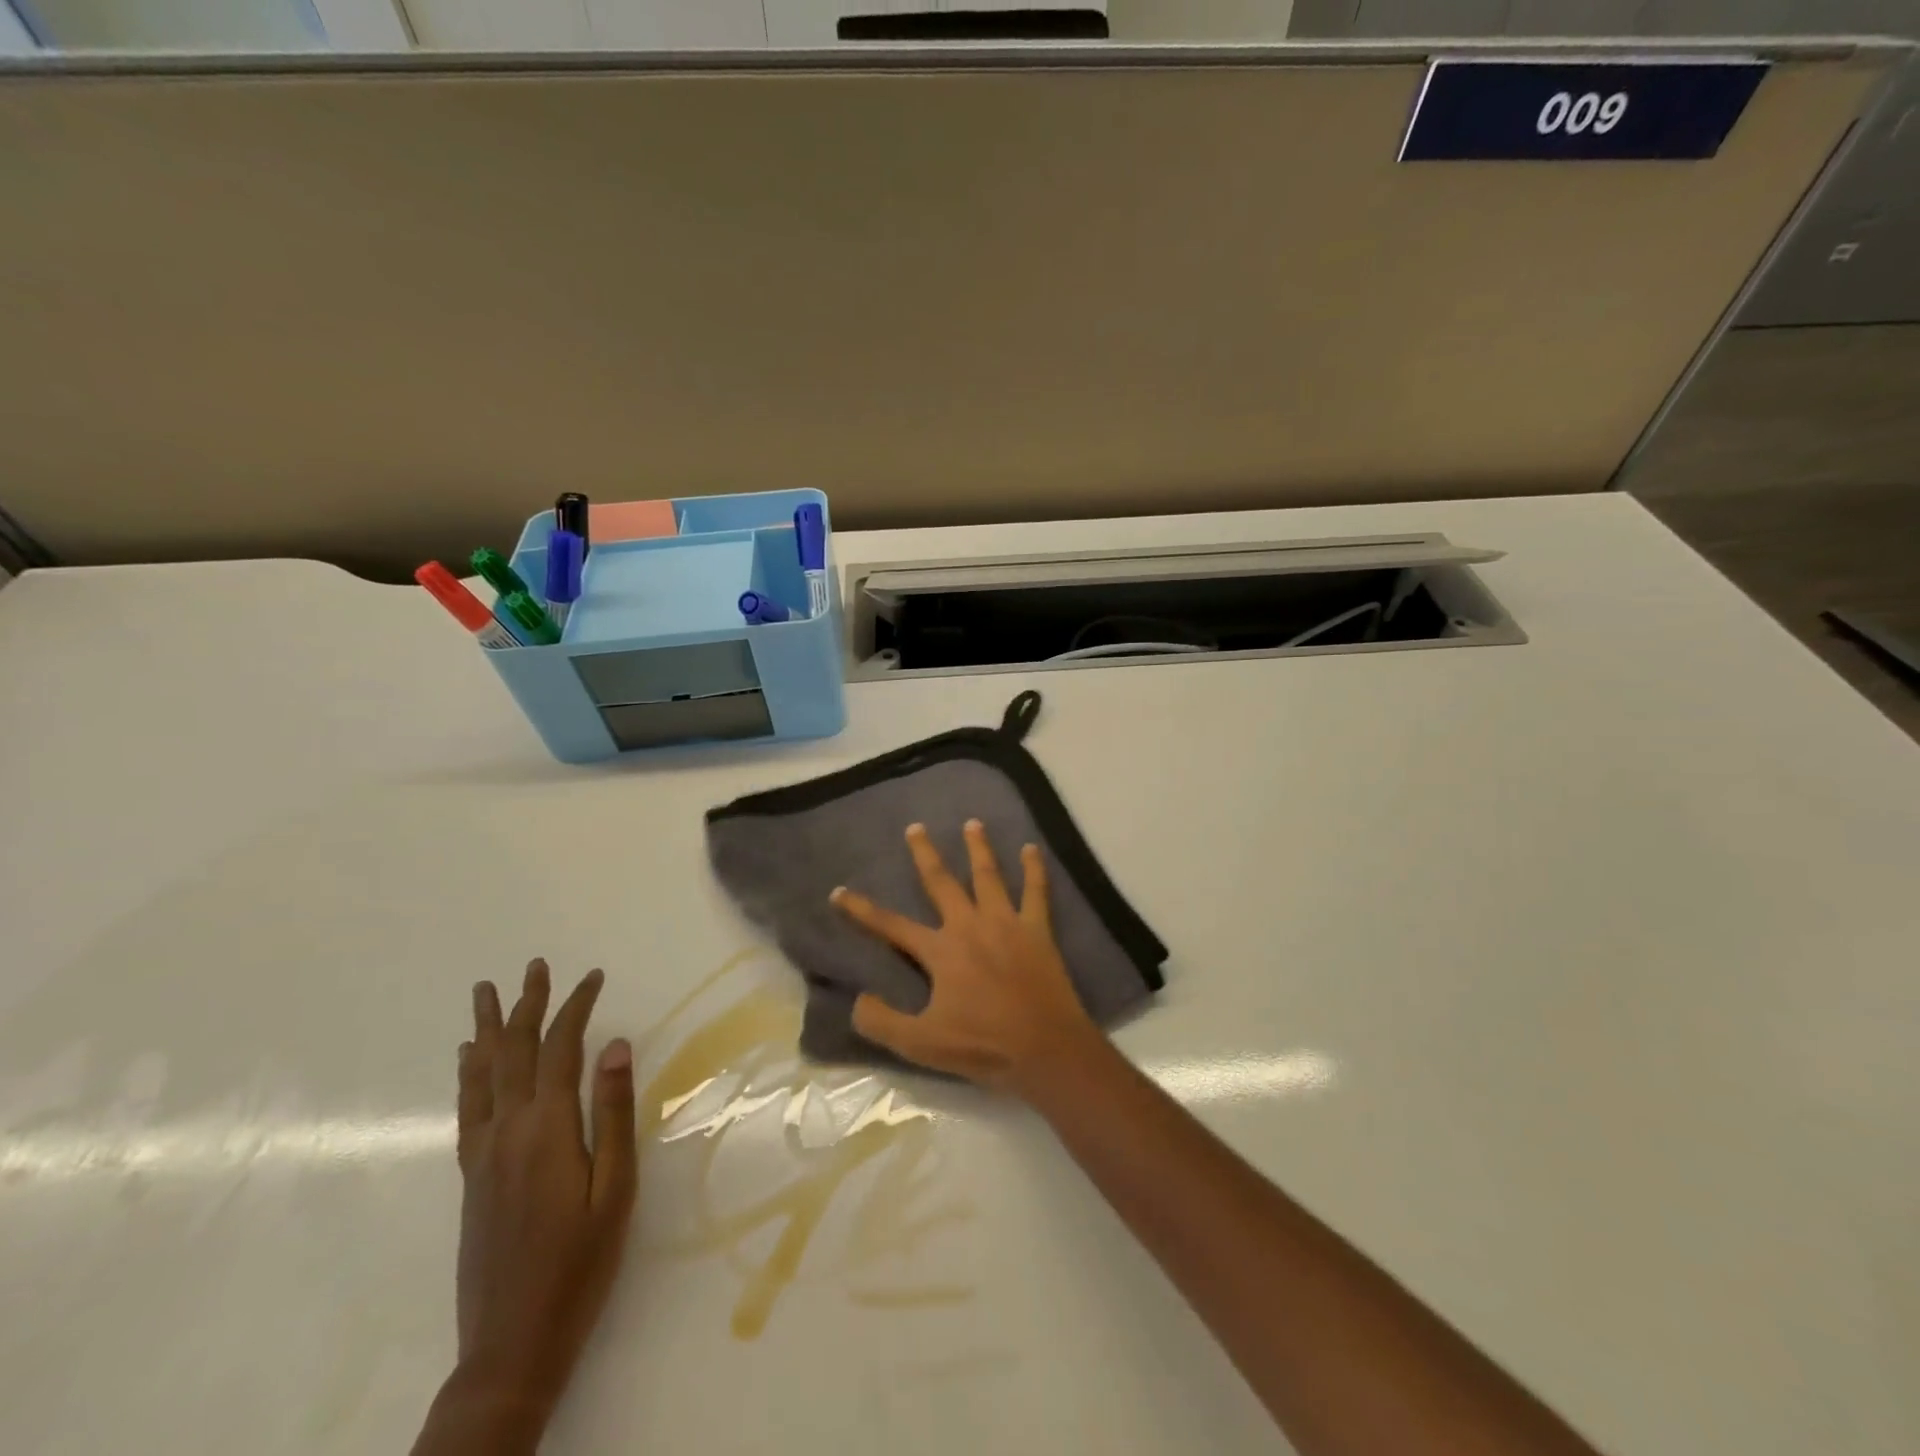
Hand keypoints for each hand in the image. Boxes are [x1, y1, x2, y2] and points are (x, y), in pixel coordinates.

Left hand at [452, 960, 637, 1429]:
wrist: (512, 1341)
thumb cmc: (581, 1260)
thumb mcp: (615, 1186)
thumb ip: (614, 1112)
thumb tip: (616, 1045)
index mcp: (548, 1128)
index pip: (561, 1048)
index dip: (576, 1007)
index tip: (593, 976)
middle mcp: (508, 1129)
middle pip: (516, 1051)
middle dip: (528, 1005)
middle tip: (535, 965)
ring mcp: (484, 1153)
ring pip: (483, 1074)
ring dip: (489, 1029)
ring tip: (486, 993)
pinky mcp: (472, 1175)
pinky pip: (468, 1108)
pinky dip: (468, 1074)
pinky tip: (468, 1059)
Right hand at [830, 820, 1102, 1096]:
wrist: (1045, 1048)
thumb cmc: (983, 1046)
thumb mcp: (921, 1044)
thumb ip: (883, 1022)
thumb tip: (857, 999)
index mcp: (941, 951)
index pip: (891, 925)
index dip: (862, 910)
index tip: (839, 891)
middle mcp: (970, 926)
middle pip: (942, 882)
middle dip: (925, 854)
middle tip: (916, 827)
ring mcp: (1006, 923)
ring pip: (988, 876)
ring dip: (978, 848)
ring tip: (972, 823)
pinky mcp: (1037, 930)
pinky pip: (1036, 891)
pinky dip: (1034, 869)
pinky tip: (1032, 849)